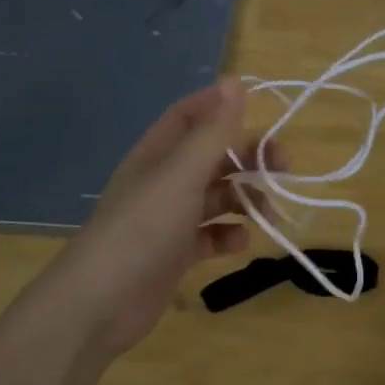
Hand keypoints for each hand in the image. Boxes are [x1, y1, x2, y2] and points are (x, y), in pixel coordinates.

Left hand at [49, 79, 285, 358]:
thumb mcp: (182, 175)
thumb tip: (235, 81)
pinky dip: (229, 236)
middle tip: (283, 167)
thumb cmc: (143, 229)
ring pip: (215, 198)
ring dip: (244, 200)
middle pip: (212, 157)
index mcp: (158, 154)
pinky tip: (240, 243)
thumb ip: (213, 131)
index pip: (189, 116)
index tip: (260, 109)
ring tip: (268, 212)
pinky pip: (210, 236)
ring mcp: (169, 220)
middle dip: (247, 159)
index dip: (220, 107)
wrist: (100, 303)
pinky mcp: (175, 254)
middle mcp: (163, 182)